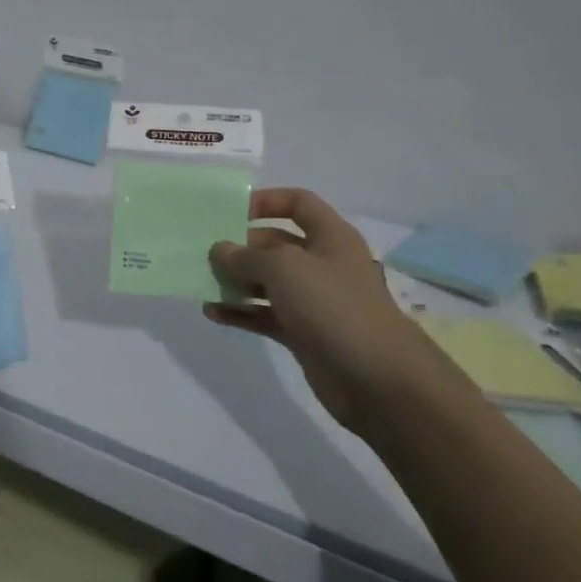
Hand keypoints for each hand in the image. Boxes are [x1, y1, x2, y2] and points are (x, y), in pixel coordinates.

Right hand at [204, 188, 463, 436]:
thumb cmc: (333, 306)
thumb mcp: (283, 268)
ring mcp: (314, 301)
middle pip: (275, 244)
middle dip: (241, 247)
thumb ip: (245, 256)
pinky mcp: (304, 333)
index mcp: (330, 237)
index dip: (266, 201)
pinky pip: (265, 315)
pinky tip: (213, 313)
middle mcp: (322, 264)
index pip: (298, 203)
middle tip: (206, 254)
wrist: (377, 379)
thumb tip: (219, 250)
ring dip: (236, 281)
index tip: (230, 212)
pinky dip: (241, 312)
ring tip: (203, 283)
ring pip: (267, 282)